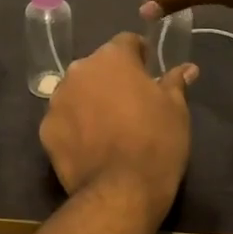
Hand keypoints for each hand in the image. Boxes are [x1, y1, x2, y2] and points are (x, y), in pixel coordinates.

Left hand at [39, 34, 198, 216]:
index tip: (149, 72)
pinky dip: (74, 126)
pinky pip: (63, 119)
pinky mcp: (45, 129)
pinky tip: (90, 145)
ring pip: (77, 91)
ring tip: (108, 126)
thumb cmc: (156, 142)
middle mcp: (79, 70)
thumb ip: (175, 82)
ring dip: (90, 100)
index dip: (140, 55)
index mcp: (112, 58)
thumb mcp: (176, 109)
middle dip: (112, 79)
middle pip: (98, 67)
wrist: (121, 191)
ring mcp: (57, 99)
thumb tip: (187, 68)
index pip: (127, 42)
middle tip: (131, 104)